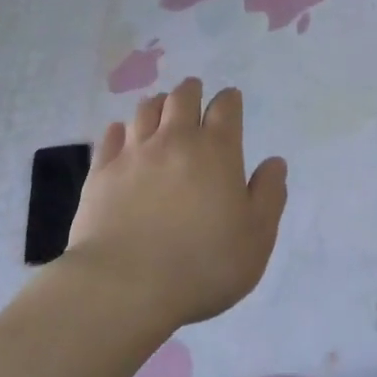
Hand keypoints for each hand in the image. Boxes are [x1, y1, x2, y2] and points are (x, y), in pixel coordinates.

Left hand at [68, 78, 288, 326]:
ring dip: (157, 105)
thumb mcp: (256, 237)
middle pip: (182, 98)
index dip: (230, 100)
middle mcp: (174, 140)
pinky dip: (121, 130)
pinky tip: (123, 134)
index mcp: (216, 151)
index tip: (230, 100)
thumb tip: (274, 162)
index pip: (225, 108)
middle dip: (191, 91)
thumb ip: (269, 195)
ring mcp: (134, 154)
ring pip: (145, 110)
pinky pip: (111, 136)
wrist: (125, 285)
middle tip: (194, 92)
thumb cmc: (203, 264)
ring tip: (161, 108)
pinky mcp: (101, 172)